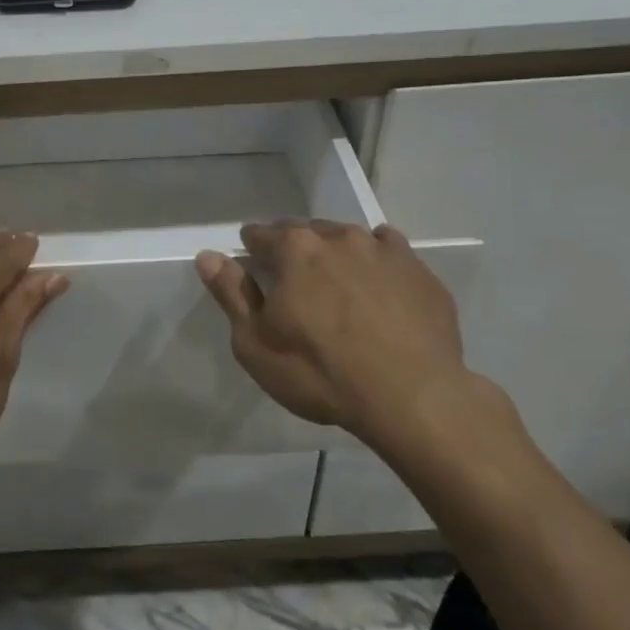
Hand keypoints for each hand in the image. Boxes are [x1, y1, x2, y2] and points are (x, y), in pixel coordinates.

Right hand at [196, 221, 522, 462]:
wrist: (412, 397)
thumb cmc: (320, 373)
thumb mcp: (256, 344)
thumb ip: (232, 294)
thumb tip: (208, 256)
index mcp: (295, 249)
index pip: (262, 234)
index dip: (253, 248)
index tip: (252, 263)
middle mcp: (340, 237)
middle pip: (308, 232)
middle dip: (296, 249)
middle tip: (294, 280)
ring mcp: (386, 251)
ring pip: (351, 239)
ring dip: (337, 254)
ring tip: (337, 285)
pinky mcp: (421, 272)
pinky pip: (391, 255)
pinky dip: (378, 264)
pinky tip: (379, 291)